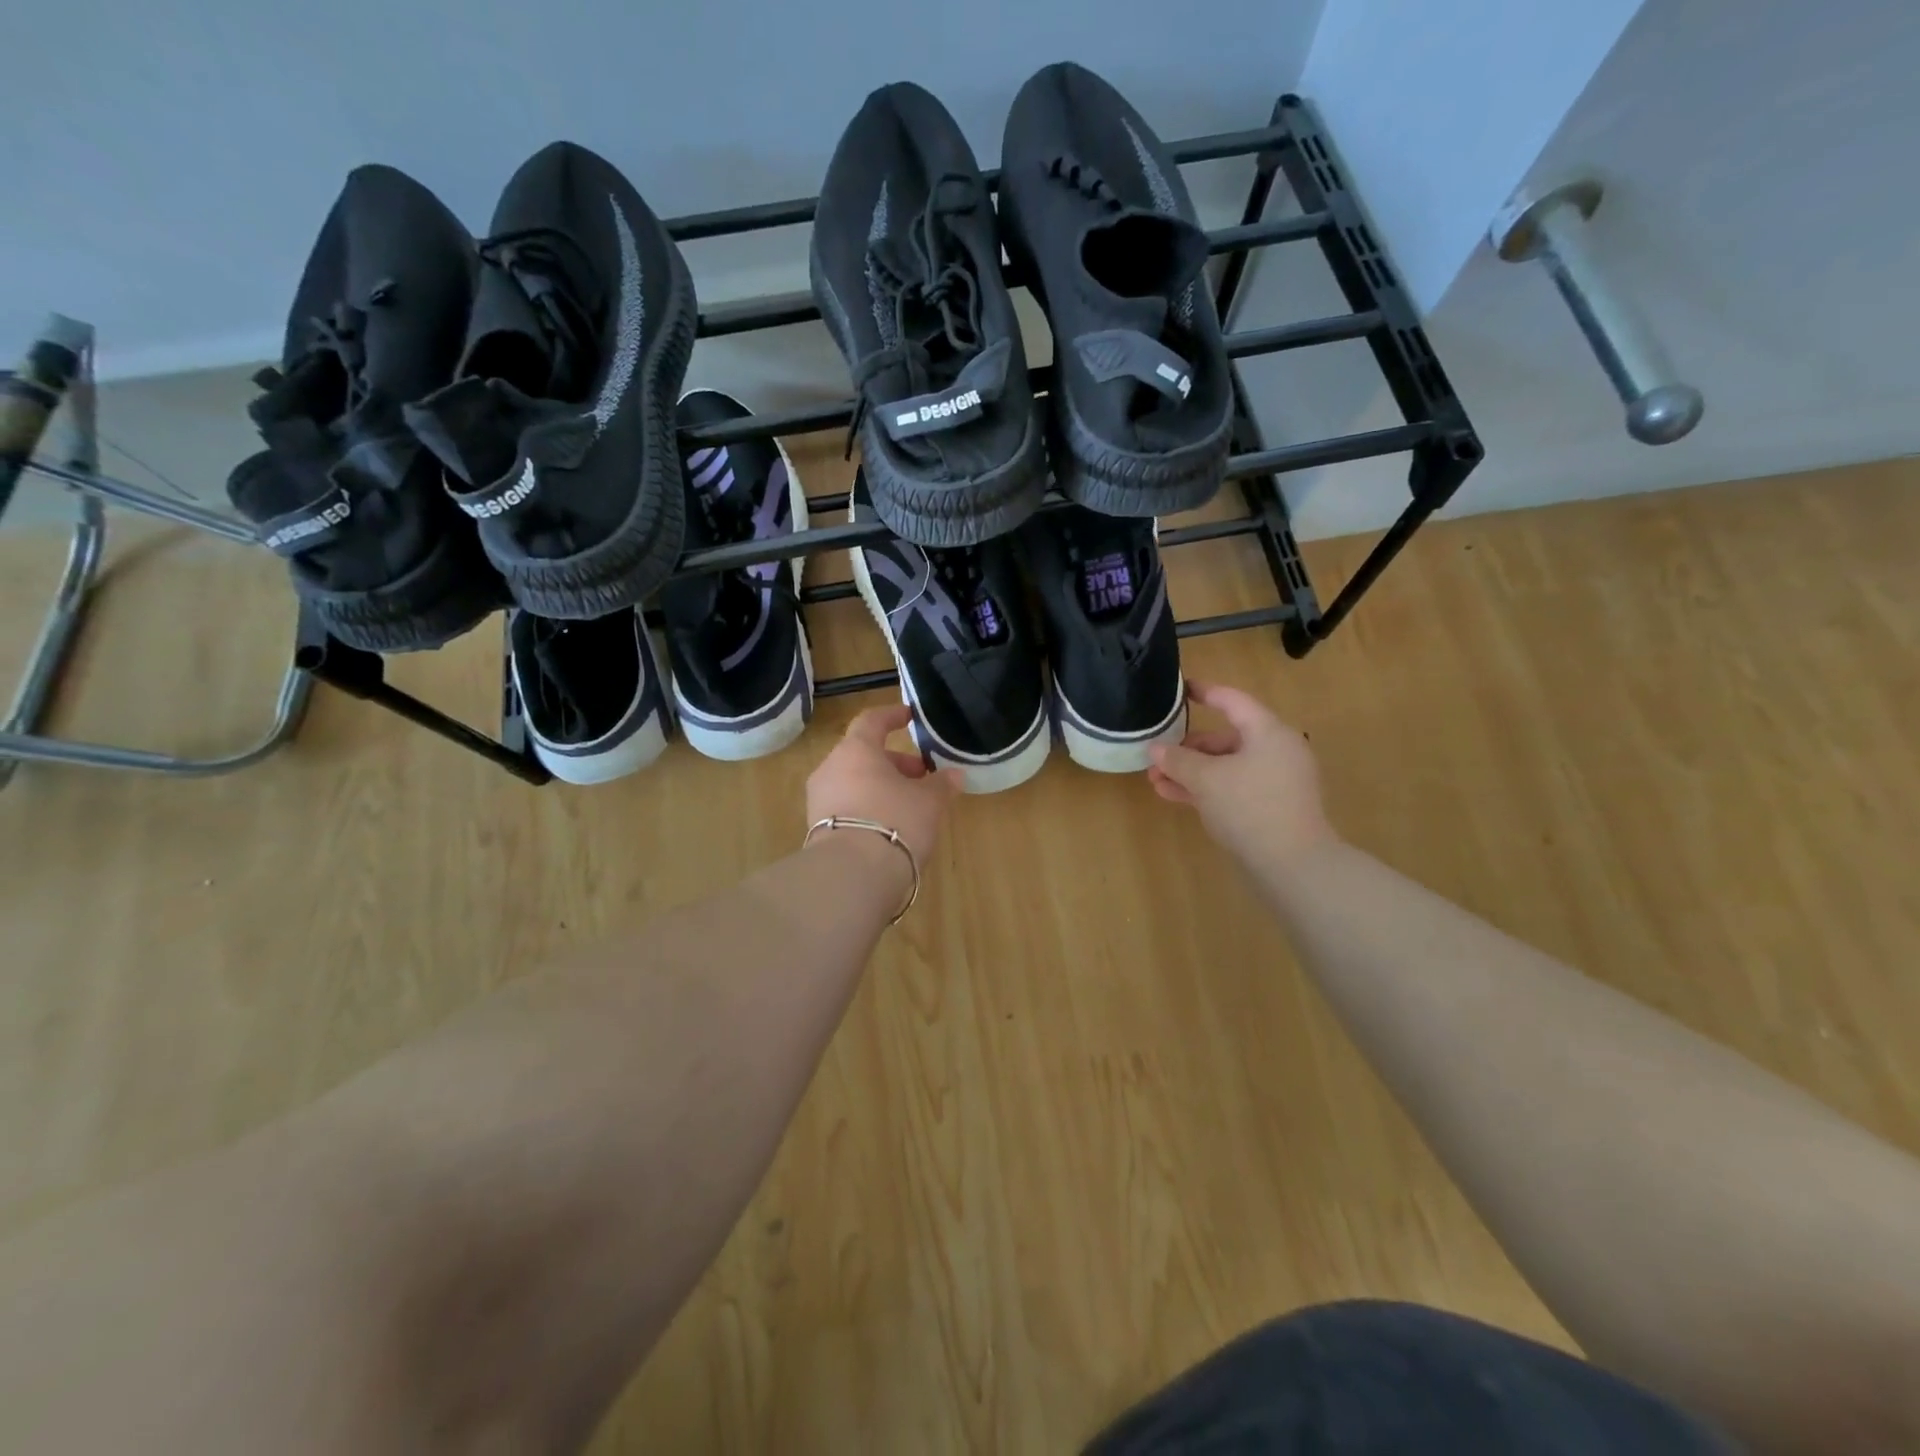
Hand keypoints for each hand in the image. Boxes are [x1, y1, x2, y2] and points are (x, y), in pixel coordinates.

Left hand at [806, 704, 962, 866]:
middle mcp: (830, 768)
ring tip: (909, 804)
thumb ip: (941, 784)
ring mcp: (819, 800)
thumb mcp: (929, 802)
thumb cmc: (895, 822)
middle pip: (863, 755)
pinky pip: (845, 807)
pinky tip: (889, 826)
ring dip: (880, 787)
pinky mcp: (816, 829)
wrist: (852, 876)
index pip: (872, 721)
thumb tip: (954, 775)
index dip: (892, 716)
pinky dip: (867, 807)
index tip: (909, 717)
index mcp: (855, 750)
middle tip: (921, 776)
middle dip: (894, 763)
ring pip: (853, 782)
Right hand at [1148, 682, 1337, 873]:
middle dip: (1188, 748)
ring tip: (1157, 782)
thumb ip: (1177, 760)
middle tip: (1157, 757)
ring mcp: (1276, 781)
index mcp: (1268, 733)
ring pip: (1226, 766)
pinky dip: (1206, 789)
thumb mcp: (1206, 780)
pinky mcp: (1272, 807)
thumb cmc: (1250, 807)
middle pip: (1226, 738)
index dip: (1204, 693)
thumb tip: (1155, 748)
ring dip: (1191, 772)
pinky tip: (1175, 797)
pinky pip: (1234, 787)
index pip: (1232, 701)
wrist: (1293, 865)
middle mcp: (1276, 751)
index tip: (1180, 689)